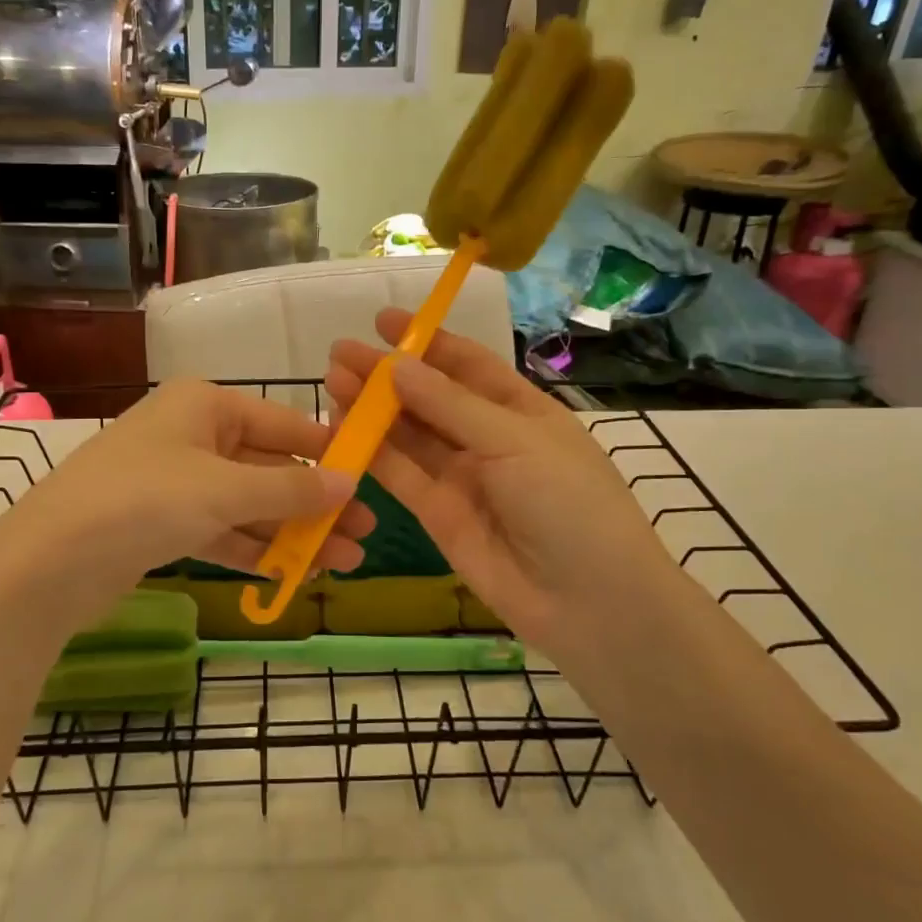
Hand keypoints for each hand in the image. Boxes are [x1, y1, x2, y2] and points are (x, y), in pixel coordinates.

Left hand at [0, 380, 373, 628]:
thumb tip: (351, 484)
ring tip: (344, 562)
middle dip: (315, 503)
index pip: (284, 424)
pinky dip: (255, 550)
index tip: (372, 476)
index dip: (329, 452)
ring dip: (292, 533)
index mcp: (205, 405)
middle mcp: (192, 435)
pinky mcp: (163, 524)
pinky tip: (294, 574)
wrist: (48, 562)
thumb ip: (291, 489)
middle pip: (268, 468)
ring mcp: (176, 482)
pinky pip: (222, 531)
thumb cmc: (145, 500)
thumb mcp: (225, 490)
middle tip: (366, 533)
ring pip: (248, 505)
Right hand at [327, 309, 684, 664]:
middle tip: (339, 353)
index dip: (427, 341)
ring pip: (409, 434)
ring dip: (372, 408)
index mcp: (520, 410)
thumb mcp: (515, 441)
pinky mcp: (437, 513)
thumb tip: (398, 365)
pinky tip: (343, 428)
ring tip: (332, 381)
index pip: (468, 365)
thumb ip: (451, 405)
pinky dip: (372, 452)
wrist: (588, 601)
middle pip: (429, 397)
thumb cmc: (568, 502)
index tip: (384, 321)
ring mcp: (461, 477)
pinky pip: (401, 475)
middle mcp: (487, 438)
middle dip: (387, 374)